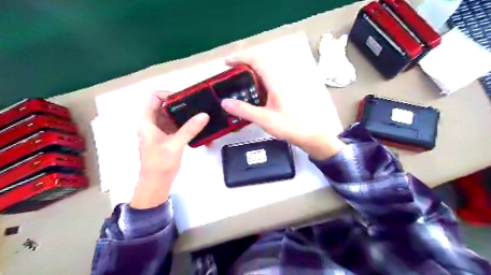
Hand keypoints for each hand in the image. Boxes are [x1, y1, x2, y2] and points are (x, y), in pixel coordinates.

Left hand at [130, 92, 208, 208]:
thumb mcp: (175, 144)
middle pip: (167, 106)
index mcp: (148, 121)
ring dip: (187, 116)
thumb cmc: (160, 164)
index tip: (187, 98)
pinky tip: (200, 128)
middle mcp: (154, 123)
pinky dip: (188, 126)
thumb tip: (205, 115)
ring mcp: (161, 130)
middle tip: (199, 105)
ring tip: (202, 115)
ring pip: (174, 116)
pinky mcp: (169, 138)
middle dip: (182, 105)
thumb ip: (190, 129)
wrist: (156, 183)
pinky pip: (178, 127)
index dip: (169, 94)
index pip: (155, 97)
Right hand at [220, 59, 341, 160]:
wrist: (312, 134)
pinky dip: (258, 81)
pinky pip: (269, 79)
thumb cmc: (290, 126)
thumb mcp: (265, 119)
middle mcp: (281, 78)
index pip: (256, 60)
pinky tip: (254, 93)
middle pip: (260, 62)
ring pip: (265, 71)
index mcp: (276, 81)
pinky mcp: (287, 90)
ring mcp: (285, 84)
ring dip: (251, 72)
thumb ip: (244, 110)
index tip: (226, 62)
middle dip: (243, 64)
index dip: (240, 57)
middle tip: (230, 73)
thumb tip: (225, 103)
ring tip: (238, 82)